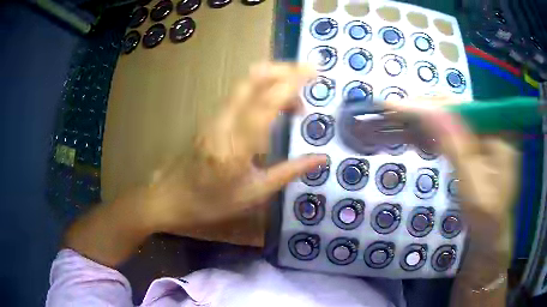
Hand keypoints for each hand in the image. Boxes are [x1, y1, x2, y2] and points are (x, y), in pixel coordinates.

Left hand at [145, 63, 326, 233]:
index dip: (292, 82)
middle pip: (252, 79)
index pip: (266, 103)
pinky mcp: (210, 116)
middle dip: (284, 70)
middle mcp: (223, 123)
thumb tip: (321, 158)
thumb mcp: (254, 194)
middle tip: (308, 76)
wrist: (170, 197)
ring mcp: (214, 116)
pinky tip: (273, 107)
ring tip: (295, 102)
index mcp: (236, 147)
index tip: (314, 70)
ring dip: (274, 80)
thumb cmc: (211, 202)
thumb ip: (289, 172)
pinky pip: (239, 94)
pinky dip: (262, 90)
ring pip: (245, 83)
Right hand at [386, 99, 518, 305]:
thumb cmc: (485, 219)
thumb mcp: (472, 186)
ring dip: (424, 122)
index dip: (428, 104)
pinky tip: (415, 136)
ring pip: (450, 120)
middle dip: (423, 111)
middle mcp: (493, 127)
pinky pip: (452, 133)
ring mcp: (485, 137)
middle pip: (454, 110)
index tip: (395, 106)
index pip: (460, 107)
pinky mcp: (477, 147)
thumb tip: (429, 110)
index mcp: (499, 132)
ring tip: (396, 123)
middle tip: (390, 113)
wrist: (490, 238)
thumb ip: (454, 146)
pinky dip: (432, 134)